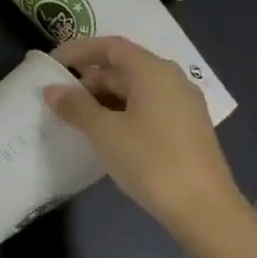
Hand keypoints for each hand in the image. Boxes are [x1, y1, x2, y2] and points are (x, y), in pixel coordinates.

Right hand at [45, 36, 246, 235]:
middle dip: (89, 80)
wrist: (205, 211)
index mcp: (153, 71)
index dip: (78, 51)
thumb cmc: (151, 161)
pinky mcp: (186, 130)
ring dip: (103, 99)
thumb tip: (52, 90)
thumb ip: (75, 106)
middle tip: (60, 100)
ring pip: (135, 90)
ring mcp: (183, 106)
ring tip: (77, 120)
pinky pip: (147, 108)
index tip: (52, 65)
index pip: (110, 46)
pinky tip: (105, 136)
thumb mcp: (104, 132)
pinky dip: (121, 113)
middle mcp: (172, 81)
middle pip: (123, 67)